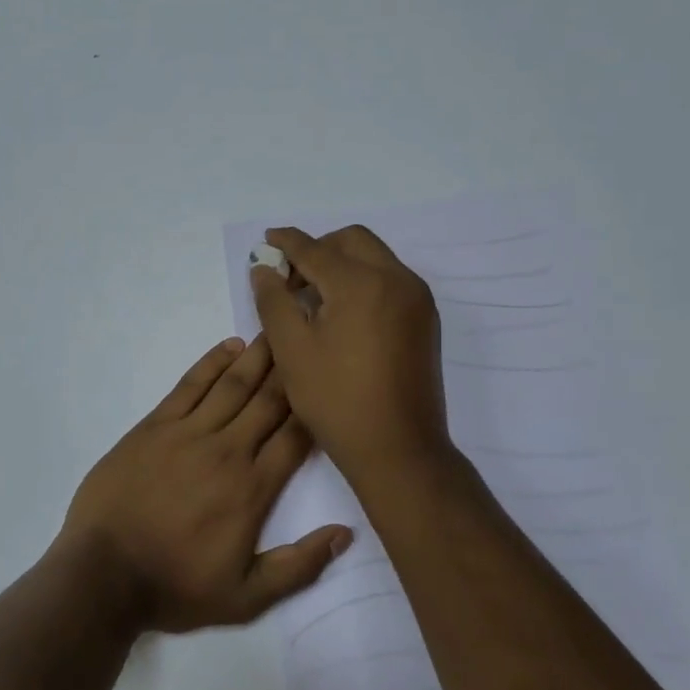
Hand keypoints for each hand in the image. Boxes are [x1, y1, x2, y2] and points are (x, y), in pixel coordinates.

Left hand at [57, 336, 352, 633]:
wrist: (104, 575)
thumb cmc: (175, 586)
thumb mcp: (246, 597)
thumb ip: (298, 566)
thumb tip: (345, 533)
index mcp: (253, 488)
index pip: (296, 436)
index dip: (316, 405)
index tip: (331, 378)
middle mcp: (227, 450)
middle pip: (269, 400)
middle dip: (292, 368)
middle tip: (311, 334)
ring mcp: (188, 433)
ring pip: (233, 385)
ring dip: (258, 356)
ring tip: (278, 329)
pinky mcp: (154, 426)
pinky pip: (189, 385)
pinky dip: (210, 363)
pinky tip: (229, 346)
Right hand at [249, 226, 452, 484]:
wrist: (398, 449)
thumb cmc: (337, 400)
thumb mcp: (291, 350)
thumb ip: (273, 301)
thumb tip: (264, 269)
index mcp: (362, 283)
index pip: (316, 249)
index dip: (287, 242)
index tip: (267, 240)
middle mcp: (397, 280)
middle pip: (352, 241)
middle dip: (318, 247)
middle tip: (290, 276)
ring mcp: (417, 300)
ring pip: (375, 257)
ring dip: (342, 262)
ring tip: (313, 294)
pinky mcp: (425, 319)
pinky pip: (390, 280)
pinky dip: (363, 280)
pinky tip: (342, 311)